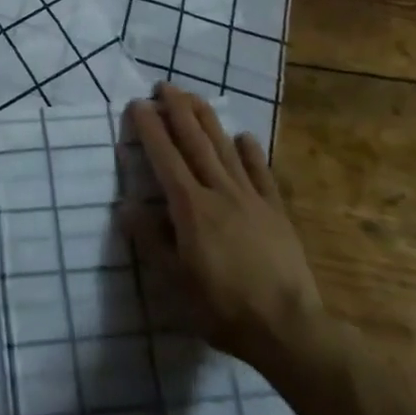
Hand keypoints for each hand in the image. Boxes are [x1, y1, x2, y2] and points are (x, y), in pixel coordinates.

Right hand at [122, 85, 322, 373]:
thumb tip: (126, 207)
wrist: (288, 328)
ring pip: (224, 149)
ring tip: (193, 97)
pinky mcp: (276, 211)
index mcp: (190, 207)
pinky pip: (261, 174)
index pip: (165, 157)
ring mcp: (251, 198)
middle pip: (195, 142)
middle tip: (164, 85)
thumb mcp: (176, 282)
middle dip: (177, 111)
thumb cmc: (223, 308)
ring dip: (207, 120)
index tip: (138, 104)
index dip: (150, 128)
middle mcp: (219, 191)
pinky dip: (251, 153)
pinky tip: (243, 137)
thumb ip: (151, 241)